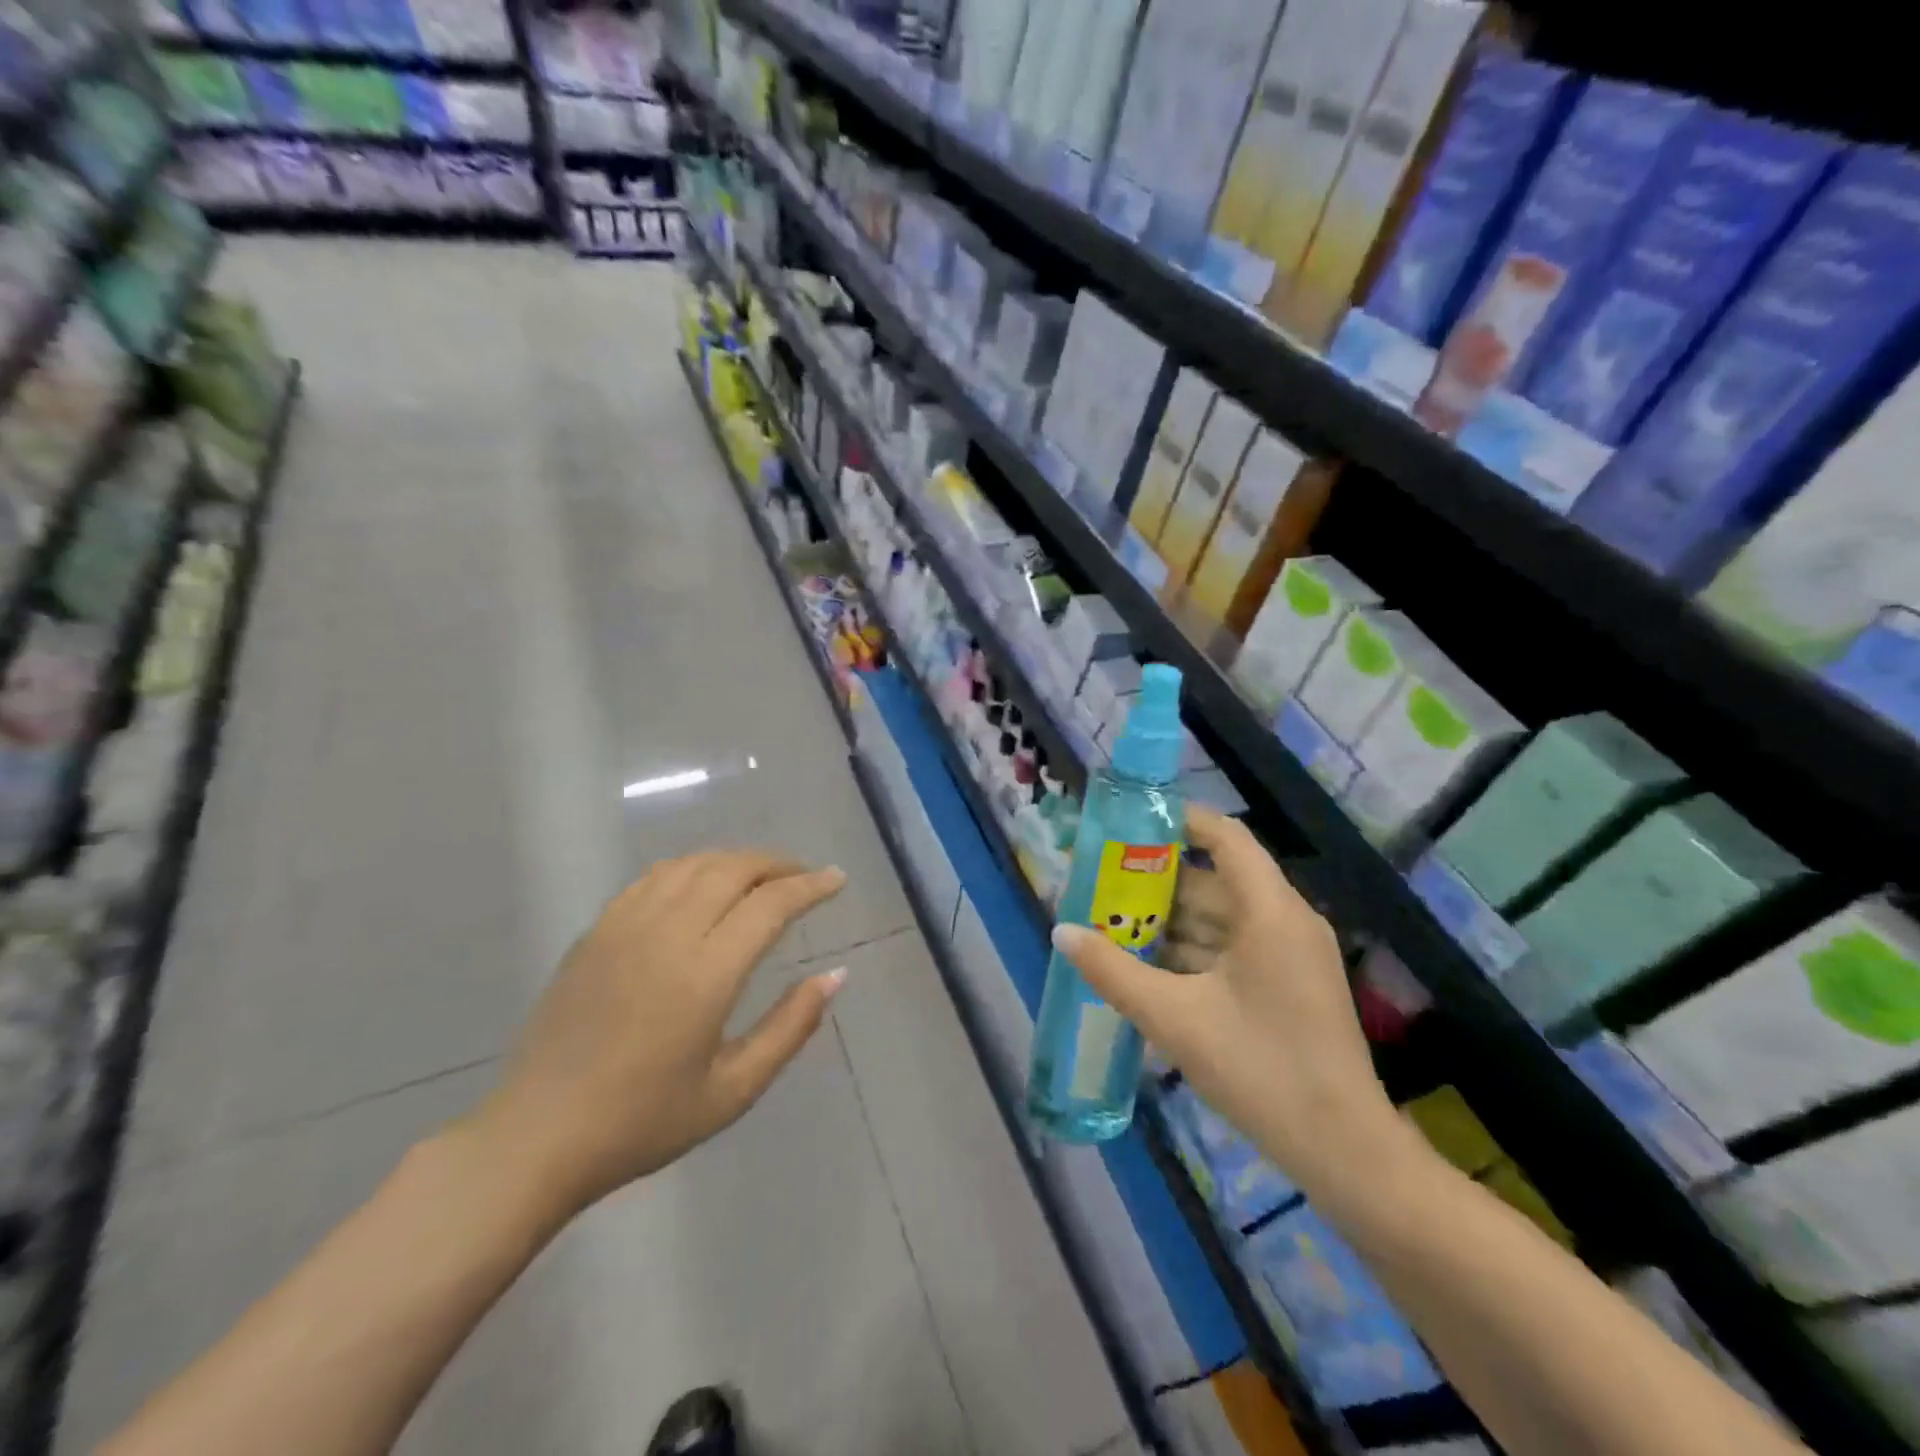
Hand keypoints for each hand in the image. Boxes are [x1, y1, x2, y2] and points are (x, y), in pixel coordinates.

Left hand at [460, 851, 847, 1220]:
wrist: (537, 1137)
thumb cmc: (643, 1122)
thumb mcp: (734, 1089)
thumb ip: (792, 1026)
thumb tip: (836, 975)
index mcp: (705, 974)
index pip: (770, 904)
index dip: (810, 885)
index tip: (837, 880)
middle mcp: (667, 934)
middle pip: (733, 868)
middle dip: (778, 863)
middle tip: (805, 875)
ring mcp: (625, 926)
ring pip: (693, 864)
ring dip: (736, 860)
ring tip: (762, 876)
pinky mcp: (596, 931)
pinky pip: (654, 877)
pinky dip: (692, 868)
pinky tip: (703, 885)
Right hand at [1051, 809, 1399, 1194]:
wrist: (1345, 1153)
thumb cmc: (1261, 1071)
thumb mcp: (1175, 1019)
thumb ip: (1113, 972)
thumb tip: (1062, 932)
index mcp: (1270, 911)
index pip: (1224, 837)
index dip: (1177, 821)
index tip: (1127, 824)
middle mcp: (1285, 920)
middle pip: (1214, 880)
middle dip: (1156, 881)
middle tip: (1101, 883)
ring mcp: (1291, 955)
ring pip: (1221, 918)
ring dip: (1170, 921)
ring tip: (1112, 924)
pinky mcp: (1289, 985)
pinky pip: (1233, 949)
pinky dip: (1192, 951)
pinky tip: (1148, 967)